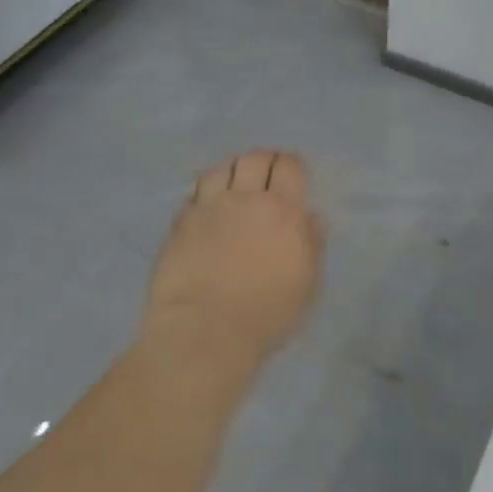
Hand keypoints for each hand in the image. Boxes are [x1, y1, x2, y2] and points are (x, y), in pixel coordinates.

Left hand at [143, 150, 325, 376]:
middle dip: (263, 160)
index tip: (293, 172)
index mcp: (282, 210)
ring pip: (220, 169)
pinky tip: (208, 205)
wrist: (205, 332)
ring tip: (235, 182)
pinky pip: (194, 194)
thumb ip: (312, 244)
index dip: (291, 165)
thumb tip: (310, 218)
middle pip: (253, 159)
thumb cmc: (266, 313)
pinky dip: (205, 193)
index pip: (288, 167)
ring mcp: (208, 208)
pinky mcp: (180, 223)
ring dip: (232, 170)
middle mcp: (245, 198)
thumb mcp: (307, 283)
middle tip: (266, 172)